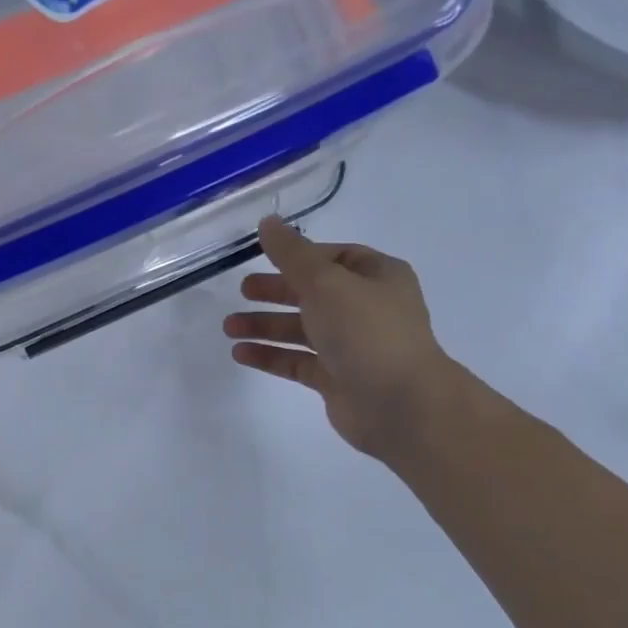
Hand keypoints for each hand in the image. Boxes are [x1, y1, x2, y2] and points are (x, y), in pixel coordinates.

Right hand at [224, 217, 457, 463]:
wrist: (399, 404)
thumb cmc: (366, 331)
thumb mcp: (326, 282)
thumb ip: (292, 254)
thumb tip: (267, 223)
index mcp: (378, 277)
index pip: (335, 257)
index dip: (299, 256)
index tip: (264, 259)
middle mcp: (367, 309)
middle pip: (313, 293)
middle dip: (276, 292)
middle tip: (242, 292)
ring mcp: (352, 346)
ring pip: (301, 330)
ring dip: (265, 326)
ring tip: (229, 328)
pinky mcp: (336, 379)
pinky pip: (297, 361)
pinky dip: (270, 356)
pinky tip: (240, 353)